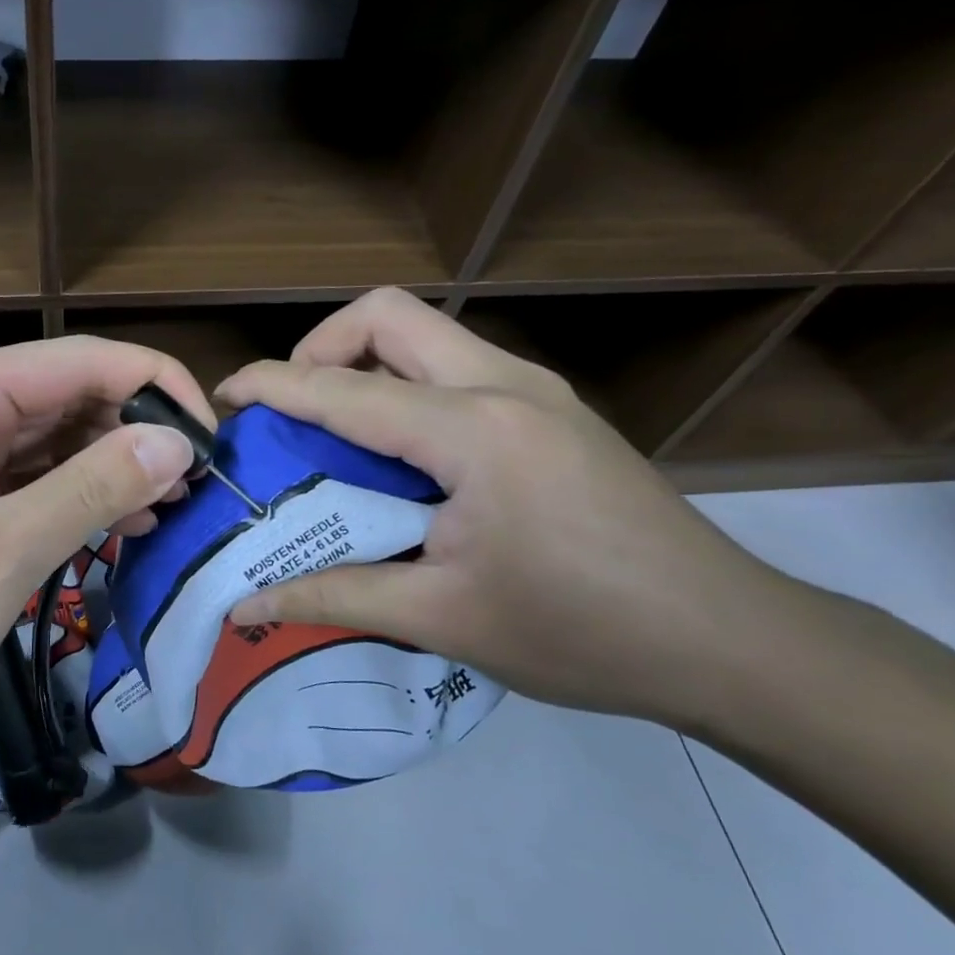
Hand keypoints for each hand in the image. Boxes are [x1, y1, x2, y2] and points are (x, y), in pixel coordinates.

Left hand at [0, 337, 207, 777]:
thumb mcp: (0, 556)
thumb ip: (93, 488)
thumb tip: (177, 439)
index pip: (81, 358)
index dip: (157, 387)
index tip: (213, 440)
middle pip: (66, 394)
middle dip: (135, 432)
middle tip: (197, 488)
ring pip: (47, 438)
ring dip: (108, 468)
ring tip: (168, 510)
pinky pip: (19, 476)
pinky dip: (68, 496)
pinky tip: (115, 526)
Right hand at [217, 289, 799, 729]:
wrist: (731, 641)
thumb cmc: (581, 633)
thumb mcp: (442, 618)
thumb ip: (332, 597)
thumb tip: (245, 607)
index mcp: (472, 430)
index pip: (343, 389)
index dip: (272, 386)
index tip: (224, 399)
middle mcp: (504, 385)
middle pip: (389, 314)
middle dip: (322, 346)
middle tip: (294, 410)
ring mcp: (537, 391)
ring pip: (428, 333)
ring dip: (367, 363)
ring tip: (338, 433)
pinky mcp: (554, 411)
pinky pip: (458, 367)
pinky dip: (408, 387)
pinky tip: (405, 456)